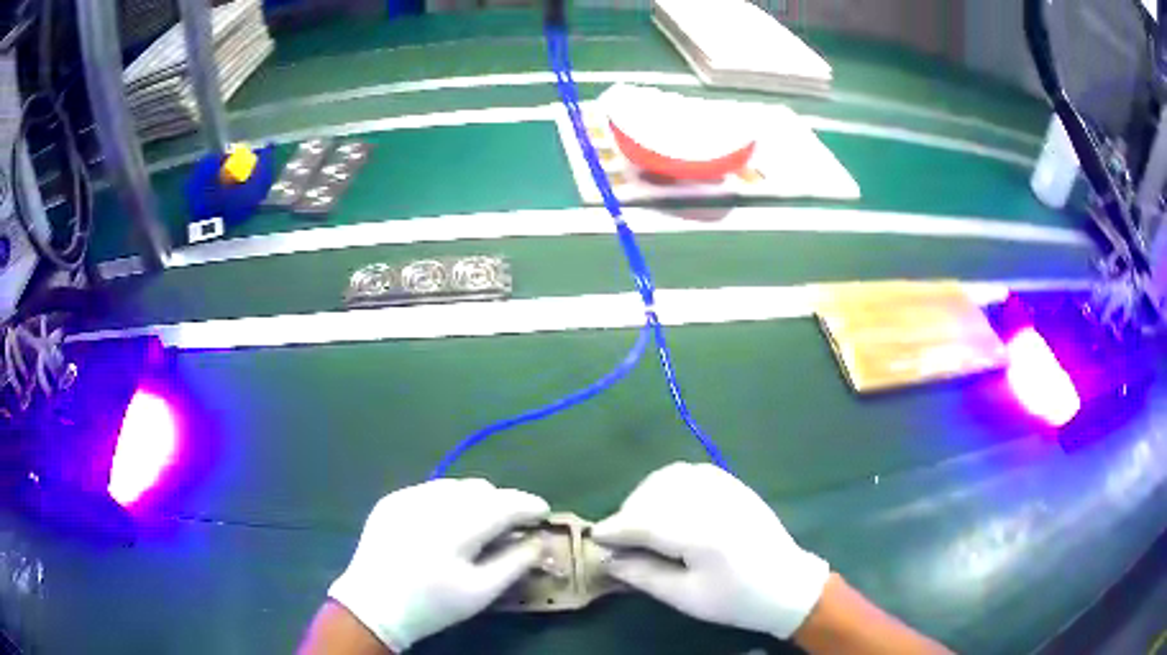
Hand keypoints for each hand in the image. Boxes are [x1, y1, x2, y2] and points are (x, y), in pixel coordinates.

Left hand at [328, 478, 549, 651]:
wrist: (374, 605)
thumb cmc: (433, 604)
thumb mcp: (482, 591)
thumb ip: (517, 562)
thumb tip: (540, 541)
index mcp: (456, 527)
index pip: (504, 503)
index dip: (528, 504)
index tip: (543, 512)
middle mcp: (431, 502)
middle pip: (480, 489)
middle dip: (501, 503)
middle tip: (509, 526)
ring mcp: (407, 497)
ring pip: (455, 486)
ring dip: (475, 500)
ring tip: (477, 525)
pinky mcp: (391, 500)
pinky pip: (430, 490)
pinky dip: (447, 501)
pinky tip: (444, 525)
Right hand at [592, 462, 830, 638]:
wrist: (786, 585)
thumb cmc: (736, 600)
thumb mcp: (686, 597)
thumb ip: (644, 575)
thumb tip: (608, 559)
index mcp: (703, 534)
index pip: (645, 522)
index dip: (616, 529)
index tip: (596, 538)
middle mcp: (713, 502)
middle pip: (654, 494)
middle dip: (629, 513)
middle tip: (622, 539)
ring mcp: (726, 488)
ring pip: (670, 477)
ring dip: (647, 495)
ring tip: (642, 521)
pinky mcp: (734, 484)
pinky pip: (691, 472)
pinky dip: (669, 484)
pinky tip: (667, 504)